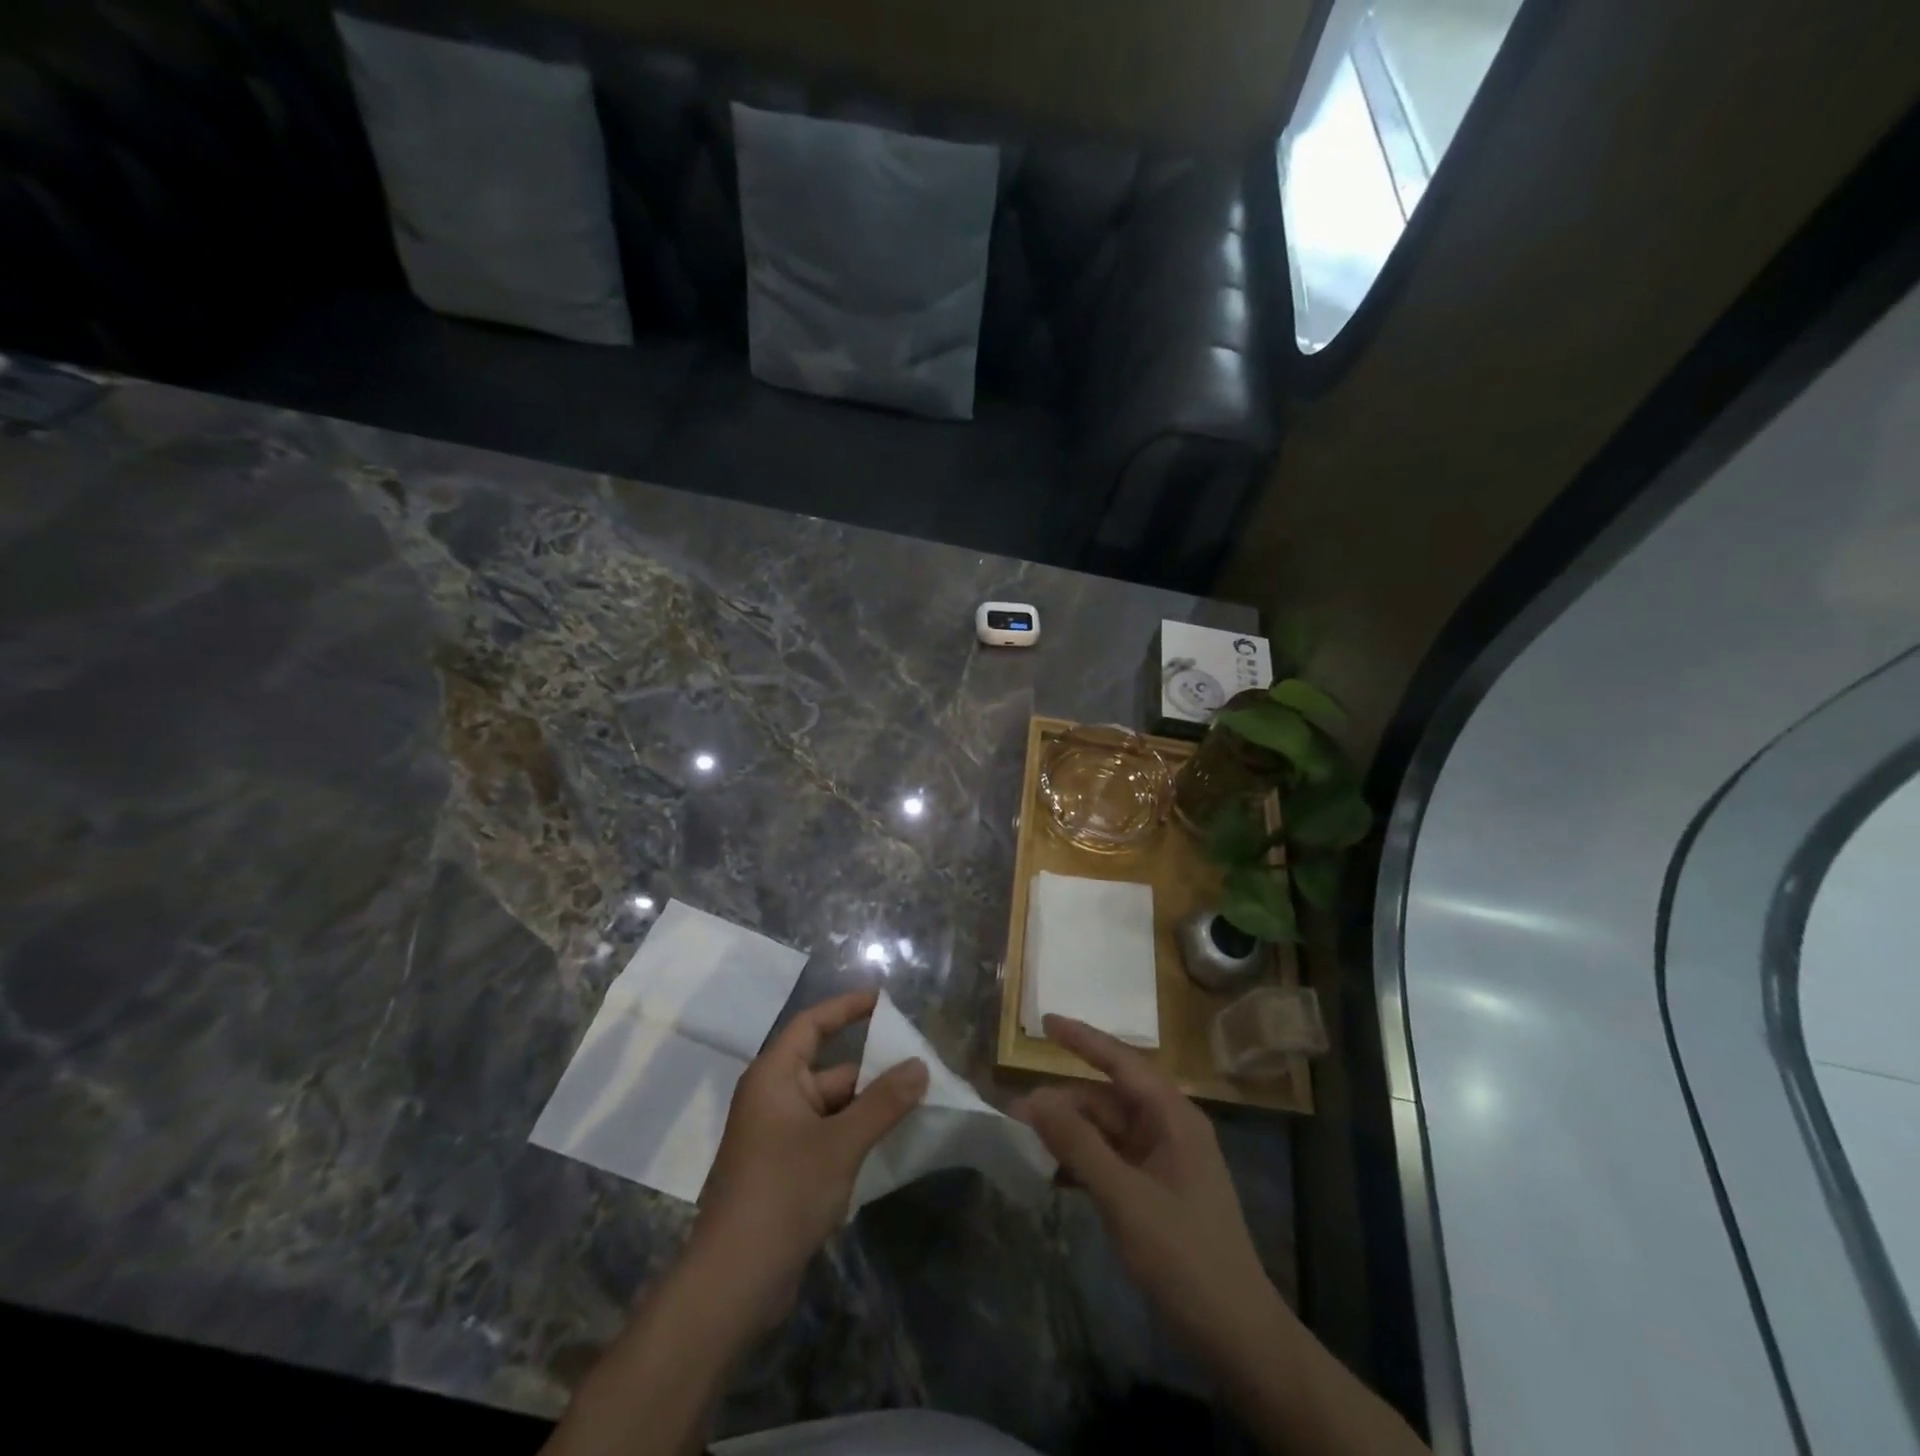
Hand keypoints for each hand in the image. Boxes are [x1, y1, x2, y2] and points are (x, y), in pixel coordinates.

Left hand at [690, 989, 927, 1331]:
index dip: (847, 1008)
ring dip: (869, 1106)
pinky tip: (891, 1142)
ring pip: (832, 1106)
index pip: (812, 1024)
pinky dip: (856, 1134)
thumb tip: (920, 1065)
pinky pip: (828, 1136)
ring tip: (918, 1101)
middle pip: (830, 1068)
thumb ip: (884, 1102)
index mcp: (774, 1076)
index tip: (884, 1001)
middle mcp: (773, 1098)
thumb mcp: (841, 1142)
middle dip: (873, 1069)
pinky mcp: (785, 1171)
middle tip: (920, 1066)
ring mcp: (778, 1137)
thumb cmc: (784, 1193)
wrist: (733, 1283)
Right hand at [1016, 1015, 1281, 1358]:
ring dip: (1070, 1133)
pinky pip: (1112, 1161)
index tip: (1046, 1021)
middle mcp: (1169, 1130)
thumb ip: (1079, 1145)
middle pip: (1109, 1099)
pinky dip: (1083, 1162)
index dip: (1084, 1039)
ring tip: (1025, 1140)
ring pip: (1107, 1131)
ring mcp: (1163, 1163)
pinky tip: (1052, 1174)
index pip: (1123, 1062)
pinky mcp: (1156, 1193)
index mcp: (1173, 1117)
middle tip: (1016, 1111)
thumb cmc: (1185, 1258)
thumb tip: (1035, 1098)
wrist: (1237, 1338)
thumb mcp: (1125, 1198)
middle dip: (1064, 1101)